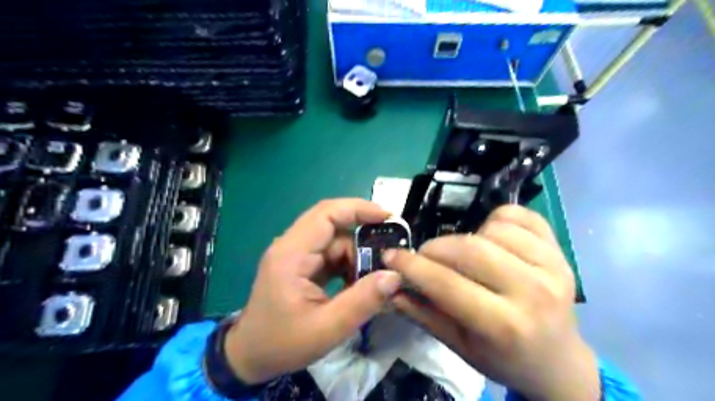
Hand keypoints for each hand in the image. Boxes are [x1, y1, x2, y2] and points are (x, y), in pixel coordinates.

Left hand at [222, 198, 401, 383]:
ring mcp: (296, 254)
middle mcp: (292, 246)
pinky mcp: (302, 264)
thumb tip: (394, 276)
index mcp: (291, 254)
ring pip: (335, 241)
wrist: (250, 356)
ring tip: (377, 275)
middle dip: (364, 235)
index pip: (326, 214)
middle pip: (333, 225)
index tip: (388, 217)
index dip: (358, 209)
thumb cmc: (282, 343)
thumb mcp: (327, 328)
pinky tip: (360, 281)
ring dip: (357, 255)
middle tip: (390, 252)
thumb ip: (362, 301)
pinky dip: (349, 263)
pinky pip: (331, 254)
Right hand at [382, 205, 597, 400]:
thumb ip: (422, 313)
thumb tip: (389, 286)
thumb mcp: (458, 346)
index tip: (391, 256)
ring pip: (492, 228)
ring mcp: (553, 267)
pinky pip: (520, 215)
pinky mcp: (561, 251)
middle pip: (469, 249)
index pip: (446, 284)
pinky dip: (496, 220)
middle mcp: (533, 292)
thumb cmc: (503, 358)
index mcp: (504, 325)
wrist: (558, 361)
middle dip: (435, 248)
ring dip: (466, 236)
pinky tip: (490, 238)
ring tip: (462, 255)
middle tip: (424, 256)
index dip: (412, 266)